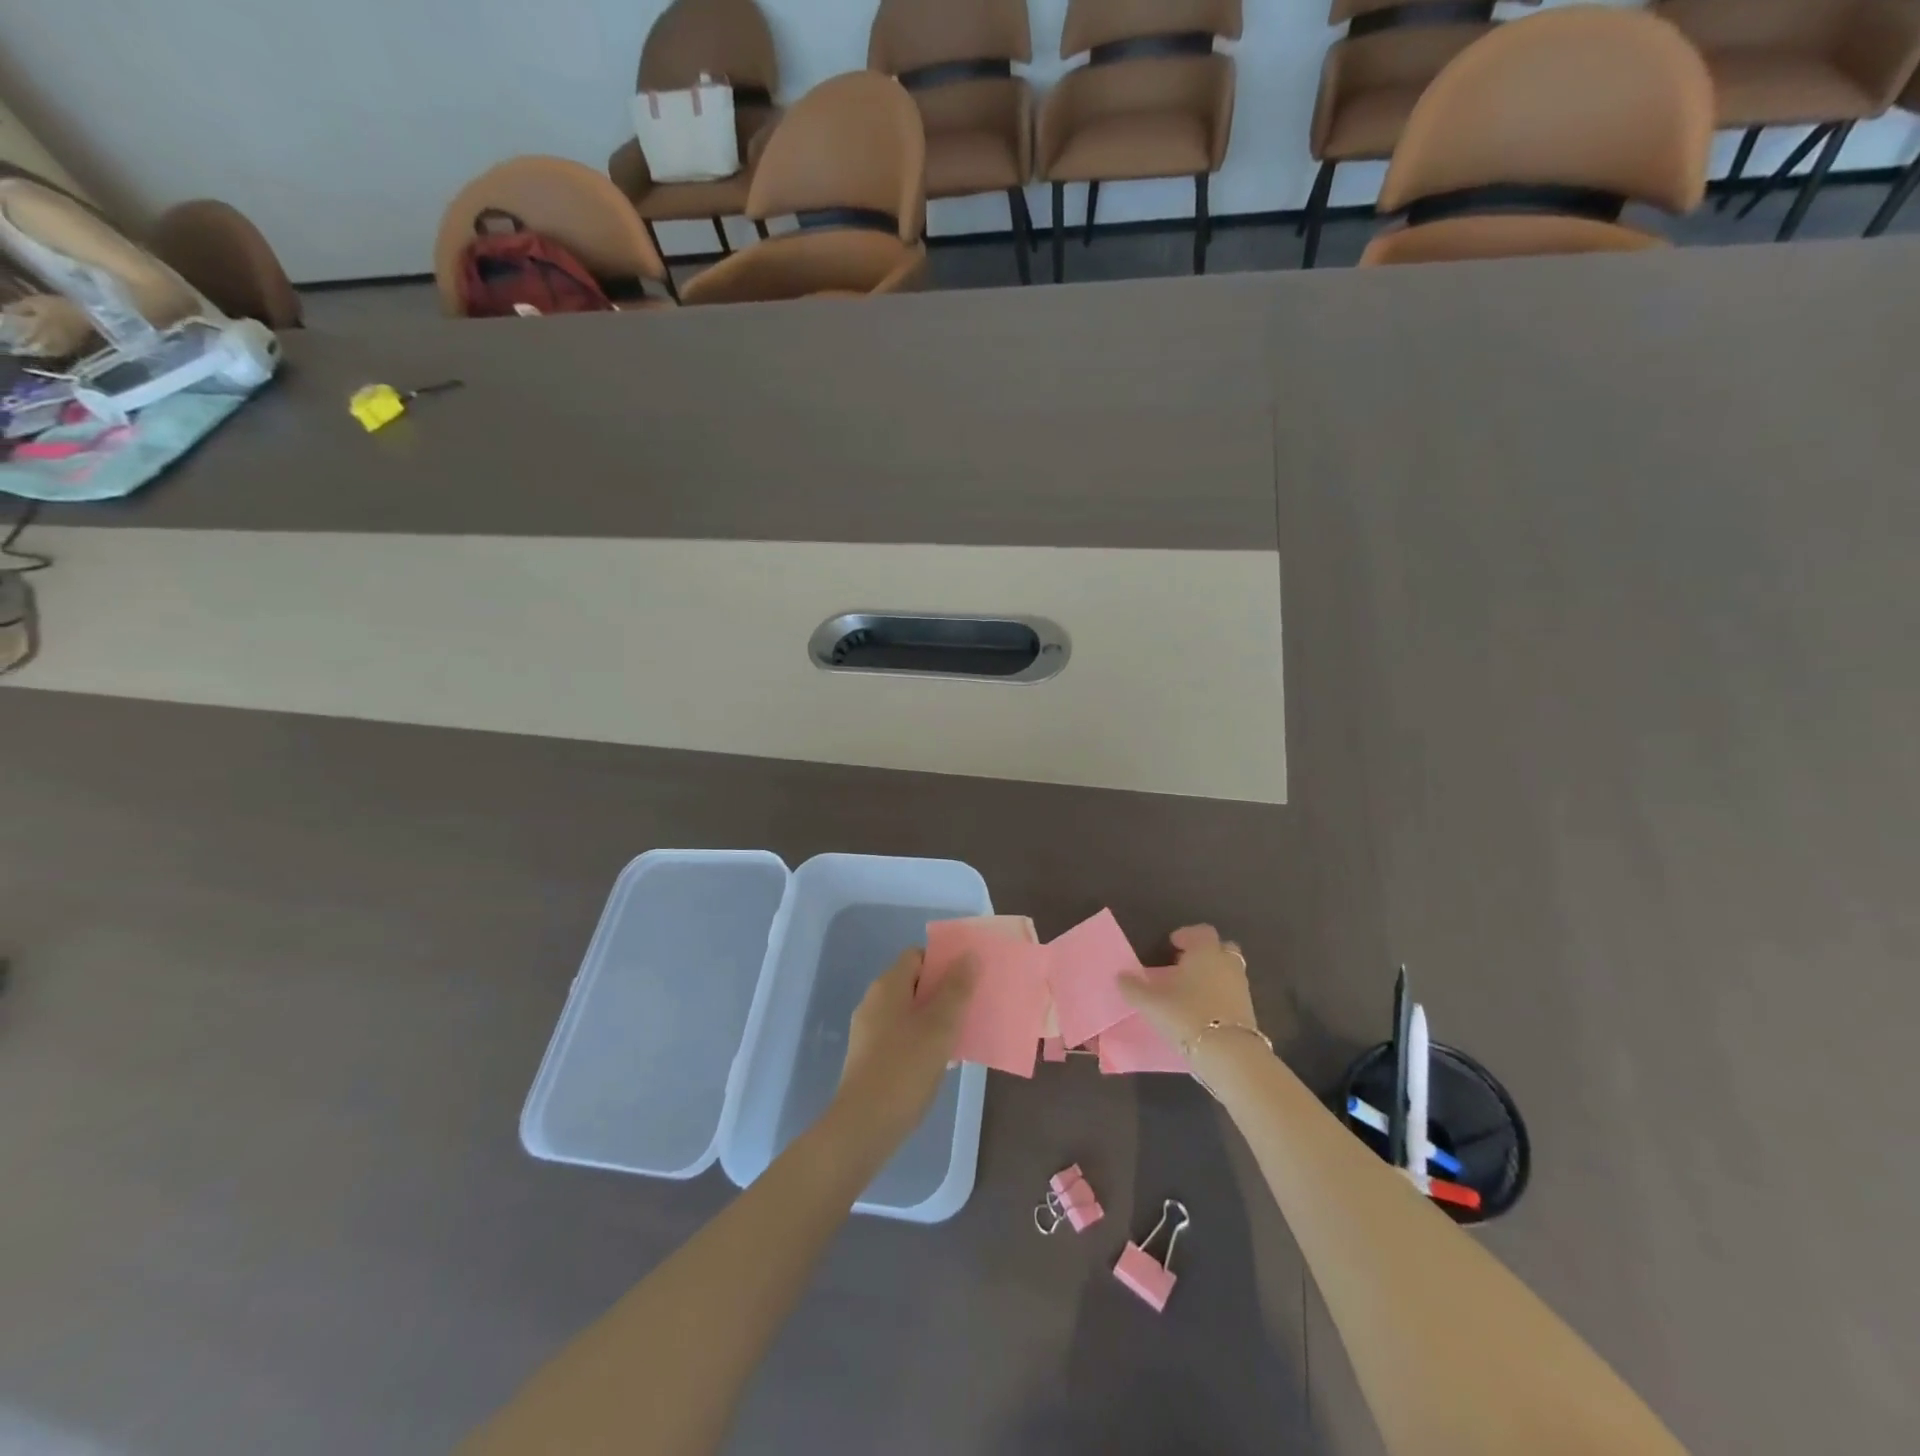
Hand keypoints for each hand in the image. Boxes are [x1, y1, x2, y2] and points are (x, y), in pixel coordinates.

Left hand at [831, 948, 976, 1153]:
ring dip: (935, 1019)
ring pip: (909, 1012)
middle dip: (944, 991)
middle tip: (972, 1005)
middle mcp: (874, 1002)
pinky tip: (942, 1061)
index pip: (917, 955)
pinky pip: (902, 1036)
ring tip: (963, 1034)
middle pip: (914, 983)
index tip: (969, 976)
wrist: (863, 1126)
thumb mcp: (940, 1026)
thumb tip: (968, 955)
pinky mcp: (870, 1058)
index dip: (943, 961)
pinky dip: (922, 1040)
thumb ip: (956, 989)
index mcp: (888, 986)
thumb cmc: (905, 1068)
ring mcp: (869, 1031)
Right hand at [1119, 924, 1257, 1054]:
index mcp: (1205, 952)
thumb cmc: (1187, 1015)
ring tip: (1191, 991)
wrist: (1229, 1054)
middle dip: (1205, 953)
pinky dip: (1220, 996)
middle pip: (1221, 948)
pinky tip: (1203, 1010)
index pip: (1201, 931)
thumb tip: (1120, 976)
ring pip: (1227, 972)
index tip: (1173, 943)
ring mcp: (1241, 987)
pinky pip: (1232, 993)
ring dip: (1213, 976)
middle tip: (1184, 964)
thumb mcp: (1151, 1002)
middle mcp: (1227, 964)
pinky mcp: (1248, 1011)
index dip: (1187, 935)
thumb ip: (1134, 988)